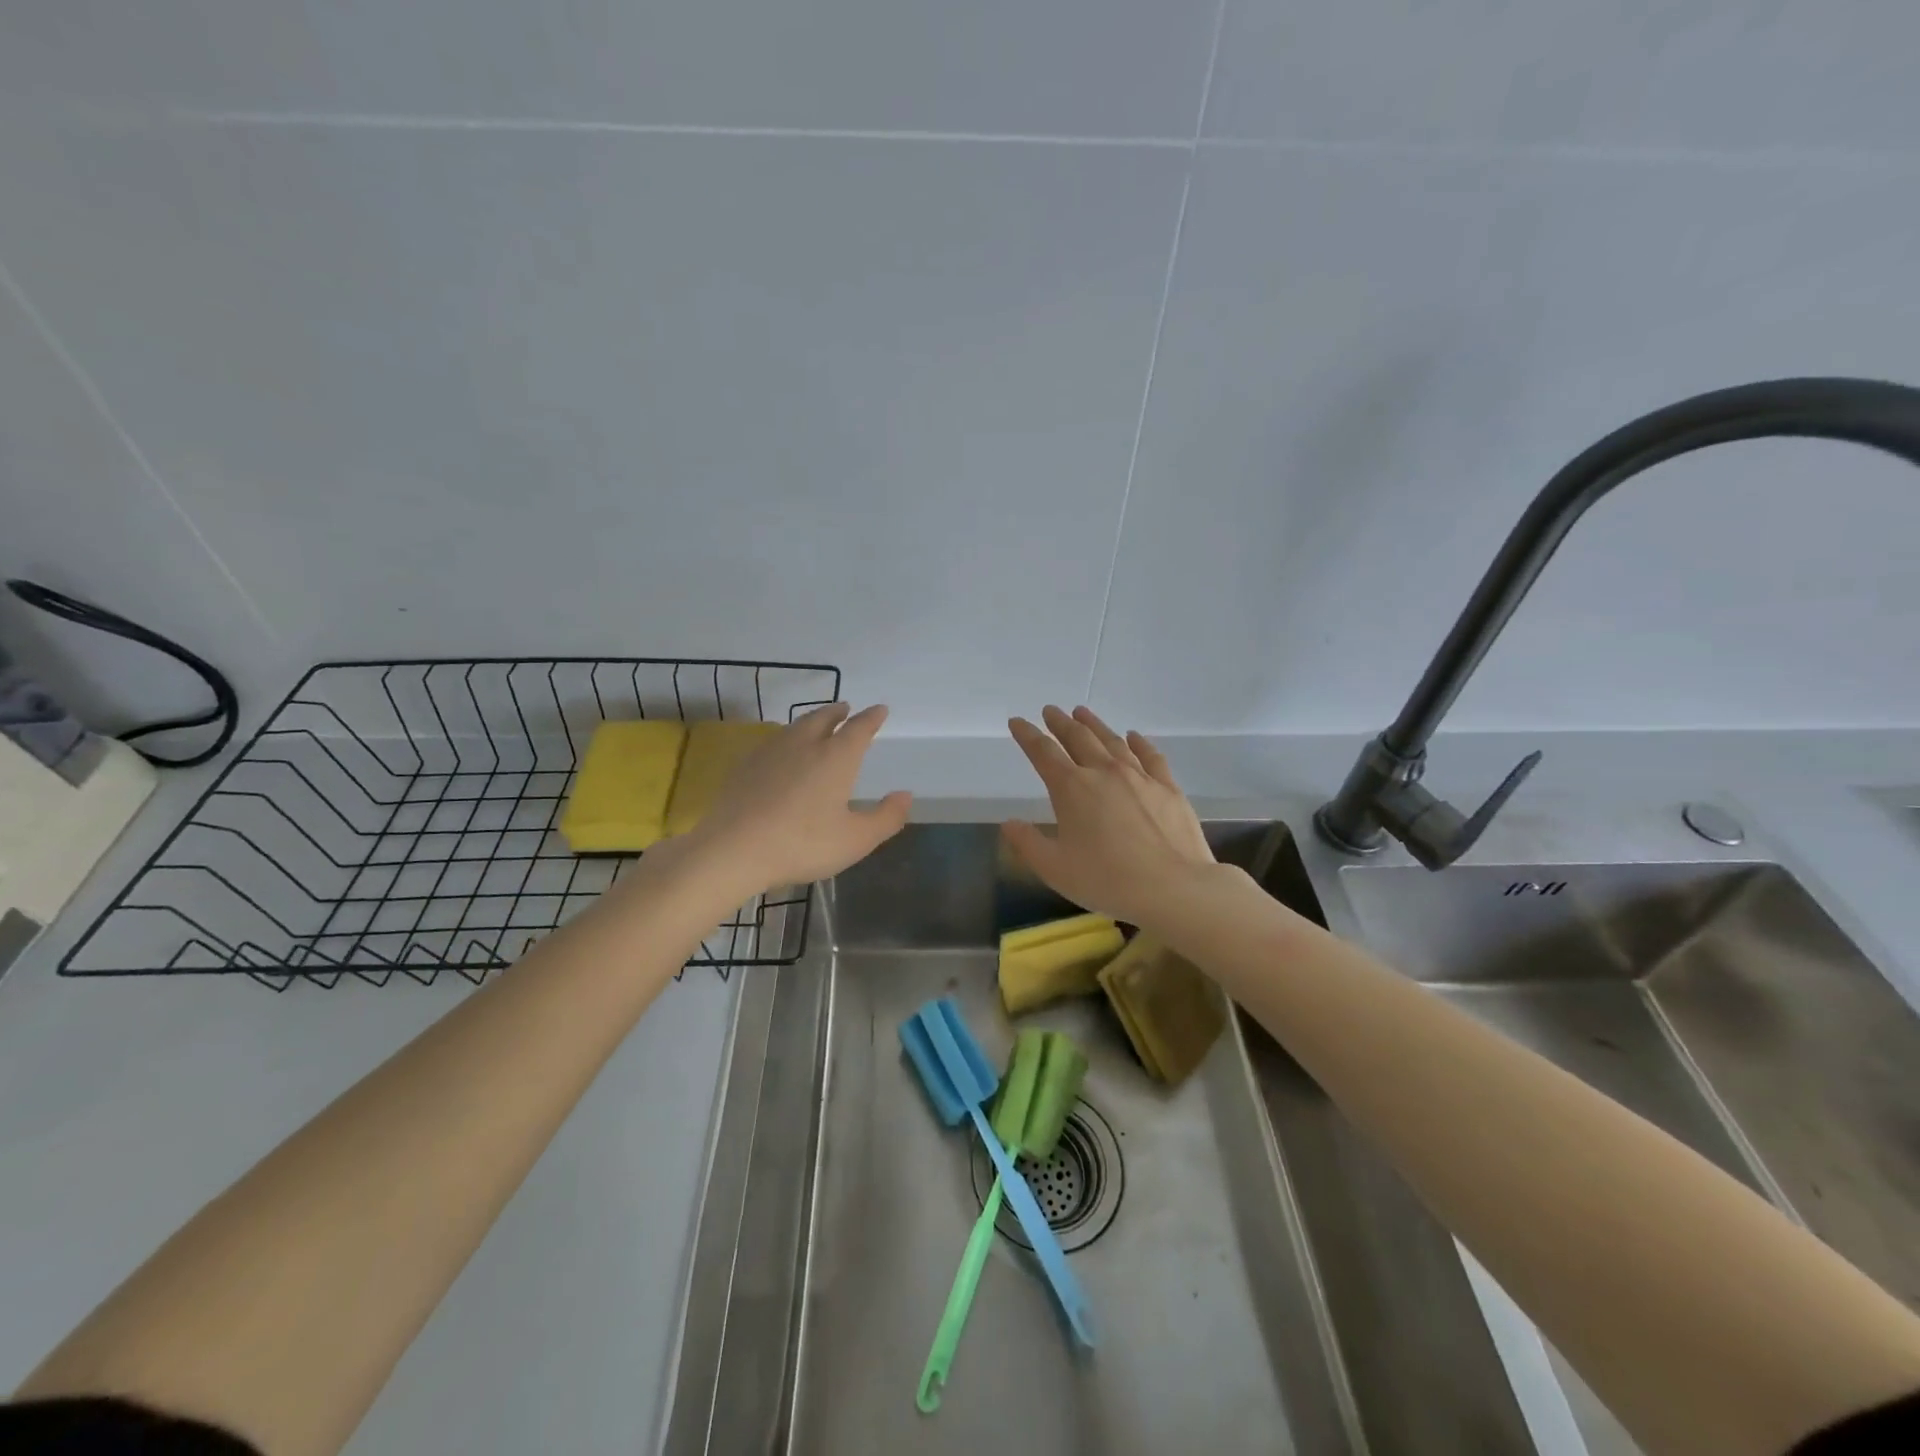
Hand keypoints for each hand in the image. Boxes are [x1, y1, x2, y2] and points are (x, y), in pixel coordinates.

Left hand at [686, 702, 911, 894]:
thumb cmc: (803, 844)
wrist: (733, 849)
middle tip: (846, 709)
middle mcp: (805, 745)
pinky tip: (781, 751)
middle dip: (838, 712)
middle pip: (823, 718)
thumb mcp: (856, 840)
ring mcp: (771, 752)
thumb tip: (905, 795)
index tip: (880, 710)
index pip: (859, 728)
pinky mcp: (745, 766)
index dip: (872, 718)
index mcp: (836, 757)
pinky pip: (773, 742)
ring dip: (812, 720)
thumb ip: (886, 817)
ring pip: (796, 726)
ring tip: (817, 723)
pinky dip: (786, 739)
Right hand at [1003, 705, 1214, 929]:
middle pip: (1078, 738)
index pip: (1043, 753)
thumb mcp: (1055, 868)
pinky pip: (1150, 756)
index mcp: (1072, 788)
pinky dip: (1139, 742)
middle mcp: (1104, 772)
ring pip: (1112, 741)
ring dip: (1094, 725)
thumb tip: (1009, 823)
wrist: (1174, 887)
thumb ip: (1027, 843)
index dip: (1028, 736)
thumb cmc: (1107, 879)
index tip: (1018, 722)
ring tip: (1082, 713)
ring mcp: (1139, 776)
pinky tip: (1134, 736)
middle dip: (1060, 723)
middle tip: (1050, 711)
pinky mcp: (1168, 787)